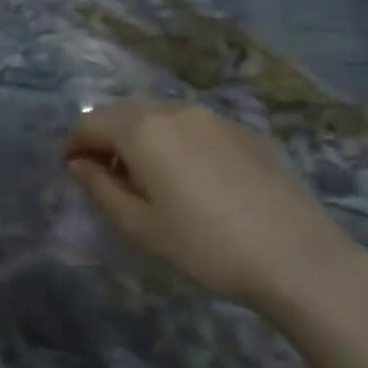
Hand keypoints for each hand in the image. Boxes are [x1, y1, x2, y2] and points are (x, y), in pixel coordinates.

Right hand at [65, 100, 367, 313]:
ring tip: (146, 174)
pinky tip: (191, 176)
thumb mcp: (140, 226)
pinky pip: (195, 126)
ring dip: (141, 136)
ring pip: (161, 115)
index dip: (73, 144)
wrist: (297, 256)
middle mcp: (176, 110)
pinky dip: (176, 140)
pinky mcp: (246, 131)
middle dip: (106, 136)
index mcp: (143, 130)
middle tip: (104, 173)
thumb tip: (79, 164)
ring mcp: (215, 117)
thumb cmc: (205, 246)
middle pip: (124, 112)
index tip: (69, 169)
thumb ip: (100, 188)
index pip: (90, 123)